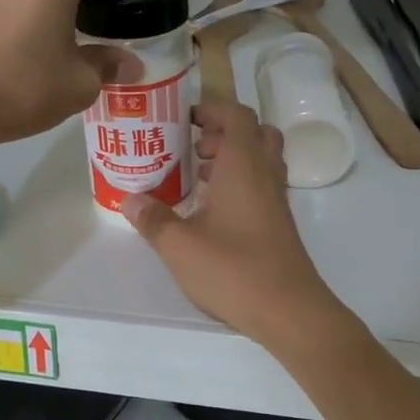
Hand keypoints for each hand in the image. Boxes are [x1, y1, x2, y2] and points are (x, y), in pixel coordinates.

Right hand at [122, 102, 339, 343]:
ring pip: (260, 160)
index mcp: (243, 164)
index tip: (183, 119)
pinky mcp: (280, 223)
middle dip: (222, 132)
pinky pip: (261, 185)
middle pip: (253, 132)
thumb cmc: (233, 269)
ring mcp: (276, 199)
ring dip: (232, 158)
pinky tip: (212, 212)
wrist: (289, 310)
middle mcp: (265, 173)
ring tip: (197, 179)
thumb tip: (130, 200)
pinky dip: (240, 184)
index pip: (236, 114)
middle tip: (192, 149)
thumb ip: (153, 220)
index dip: (211, 109)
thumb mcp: (180, 246)